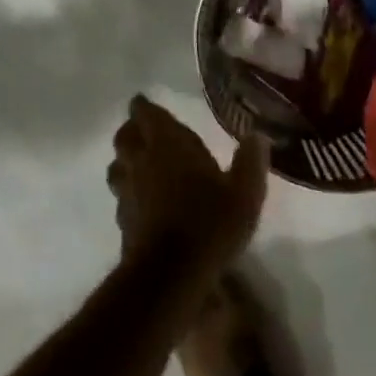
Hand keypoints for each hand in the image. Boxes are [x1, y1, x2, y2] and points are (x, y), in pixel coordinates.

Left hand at [106, 95, 268, 275]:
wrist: (171, 273)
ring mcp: (128, 191)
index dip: (144, 107)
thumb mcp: (245, 193)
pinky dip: (129, 192)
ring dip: (125, 161)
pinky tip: (143, 202)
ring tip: (139, 164)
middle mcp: (142, 161)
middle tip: (143, 131)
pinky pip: (121, 196)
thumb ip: (250, 162)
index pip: (147, 114)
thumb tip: (258, 136)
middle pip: (125, 137)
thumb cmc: (210, 222)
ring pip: (117, 166)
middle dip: (132, 131)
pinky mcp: (123, 220)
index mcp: (168, 144)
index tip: (142, 102)